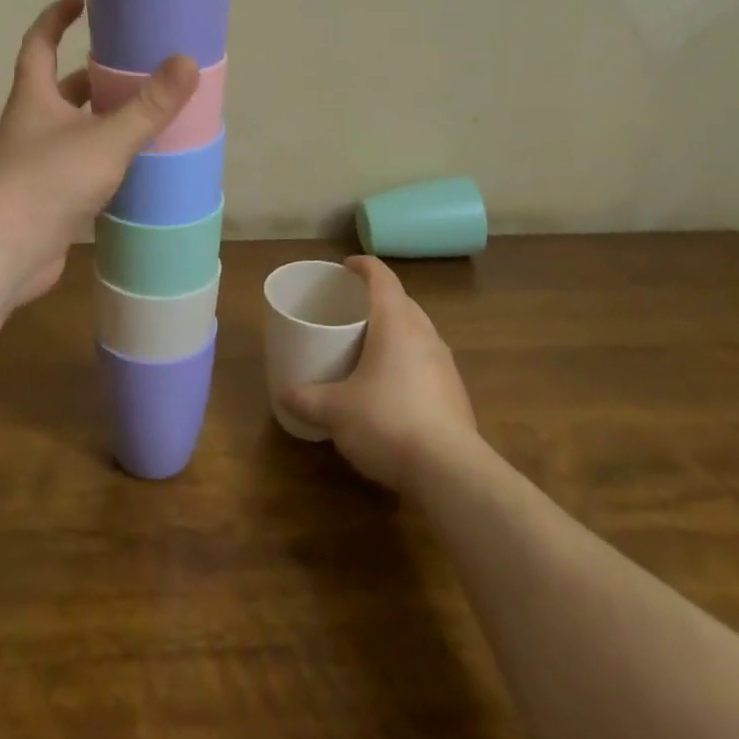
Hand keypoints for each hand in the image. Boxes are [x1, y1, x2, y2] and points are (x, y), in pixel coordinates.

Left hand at [0, 0, 198, 306]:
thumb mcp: (105, 139)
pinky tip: (133, 169)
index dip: (56, 18)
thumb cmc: (47, 181)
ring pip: (72, 131)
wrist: (2, 252)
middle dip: (92, 75)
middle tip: (133, 67)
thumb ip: (148, 106)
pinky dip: (103, 162)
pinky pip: (78, 168)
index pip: (39, 43)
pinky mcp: (45, 199)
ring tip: (144, 116)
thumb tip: (187, 62)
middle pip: (60, 89)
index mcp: (35, 98)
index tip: (80, 1)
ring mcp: (35, 164)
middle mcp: (31, 126)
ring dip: (101, 121)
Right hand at [284, 257, 478, 491]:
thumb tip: (283, 393)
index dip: (363, 266)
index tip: (346, 266)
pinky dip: (407, 360)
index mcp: (396, 323)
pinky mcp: (455, 393)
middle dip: (377, 300)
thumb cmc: (386, 422)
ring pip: (417, 332)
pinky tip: (390, 387)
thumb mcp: (334, 411)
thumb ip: (306, 398)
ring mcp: (445, 364)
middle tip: (350, 310)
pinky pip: (426, 361)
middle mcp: (425, 335)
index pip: (382, 278)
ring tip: (368, 346)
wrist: (450, 472)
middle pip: (402, 302)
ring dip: (395, 331)